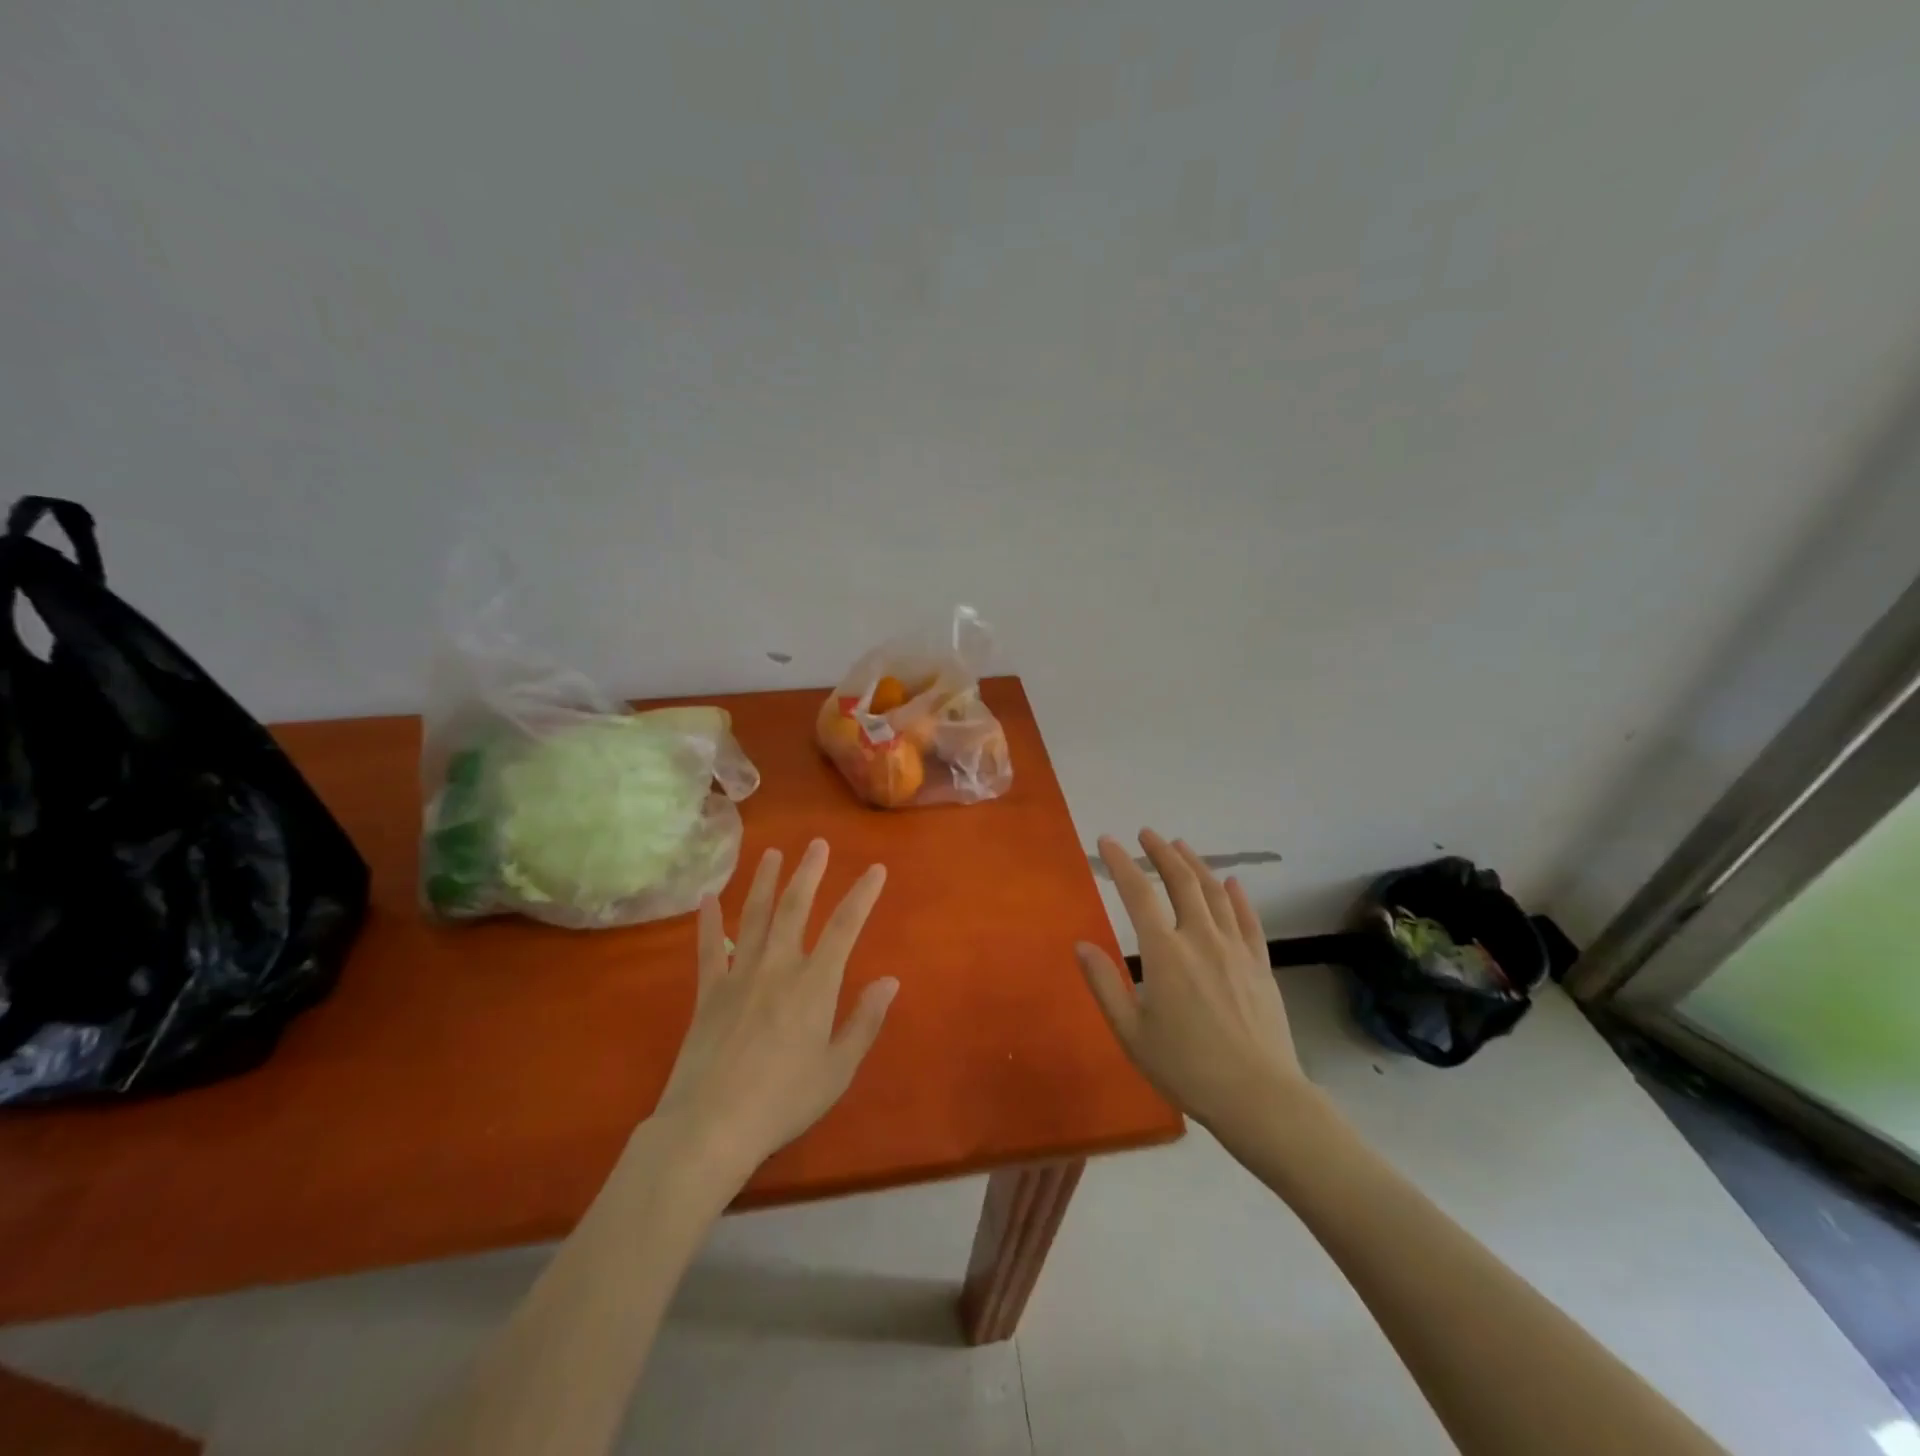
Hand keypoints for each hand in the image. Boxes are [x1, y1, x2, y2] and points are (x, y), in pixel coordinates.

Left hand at [653, 840, 897, 1178]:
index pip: (844, 927)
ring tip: (771, 854)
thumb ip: (864, 1021)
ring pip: (753, 917)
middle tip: (817, 844)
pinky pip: (708, 949)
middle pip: (794, 908)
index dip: (862, 895)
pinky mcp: (708, 993)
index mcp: (814, 984)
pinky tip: (708, 898)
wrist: (711, 1126)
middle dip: (809, 873)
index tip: (875, 869)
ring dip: (764, 882)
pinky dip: (708, 922)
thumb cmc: (784, 1100)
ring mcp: (738, 976)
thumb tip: (890, 980)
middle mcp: (778, 967)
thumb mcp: (838, 1068)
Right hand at [1076, 829, 1308, 1140]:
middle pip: (1181, 881)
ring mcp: (1235, 949)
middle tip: (1147, 834)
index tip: (1108, 842)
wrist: (1259, 1096)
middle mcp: (1200, 938)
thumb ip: (1103, 984)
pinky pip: (1248, 919)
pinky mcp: (1260, 964)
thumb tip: (1080, 945)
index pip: (1138, 894)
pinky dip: (1237, 895)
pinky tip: (1232, 883)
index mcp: (1164, 953)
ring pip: (1215, 892)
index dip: (1121, 863)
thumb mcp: (1131, 1033)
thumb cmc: (1186, 1067)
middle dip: (1161, 852)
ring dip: (1196, 864)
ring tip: (1181, 846)